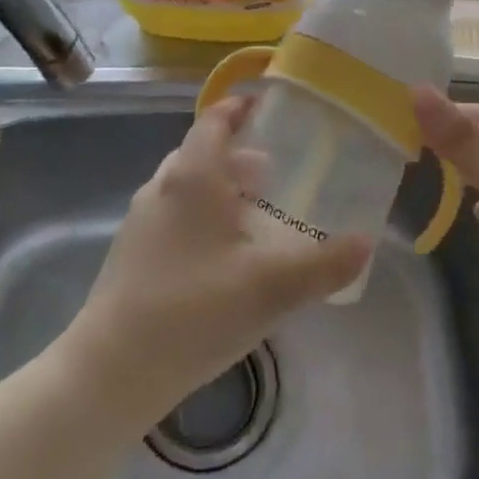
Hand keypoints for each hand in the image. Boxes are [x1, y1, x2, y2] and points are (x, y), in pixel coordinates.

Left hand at [62, 95, 369, 429]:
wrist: (111, 371)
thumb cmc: (194, 311)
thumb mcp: (271, 288)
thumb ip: (324, 264)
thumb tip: (366, 242)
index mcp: (193, 177)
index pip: (215, 120)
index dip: (241, 107)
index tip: (269, 107)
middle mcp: (163, 187)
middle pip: (202, 152)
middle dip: (239, 154)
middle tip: (276, 168)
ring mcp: (142, 220)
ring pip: (187, 186)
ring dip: (221, 187)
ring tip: (256, 211)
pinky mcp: (132, 253)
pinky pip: (175, 214)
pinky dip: (203, 216)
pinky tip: (224, 255)